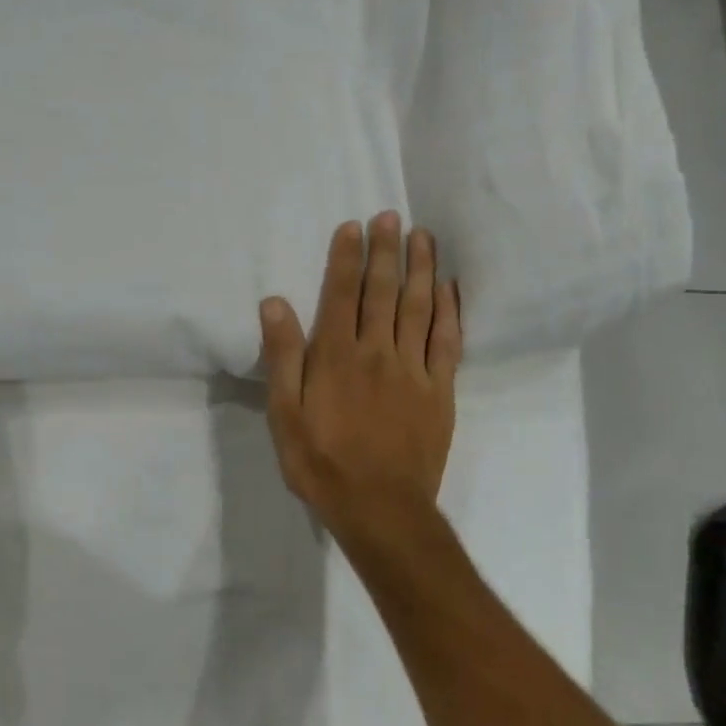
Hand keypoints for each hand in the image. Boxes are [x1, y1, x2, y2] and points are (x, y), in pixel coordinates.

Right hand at [258, 212, 462, 550]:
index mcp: (336, 356)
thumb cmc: (321, 462)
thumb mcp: (284, 414)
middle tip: (391, 216)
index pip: (342, 293)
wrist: (381, 510)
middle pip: (383, 291)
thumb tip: (275, 303)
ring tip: (423, 236)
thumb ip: (282, 356)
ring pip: (418, 308)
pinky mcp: (440, 392)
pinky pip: (448, 343)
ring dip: (420, 269)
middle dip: (386, 250)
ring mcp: (414, 370)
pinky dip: (450, 312)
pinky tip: (449, 288)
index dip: (347, 257)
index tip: (353, 226)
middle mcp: (377, 352)